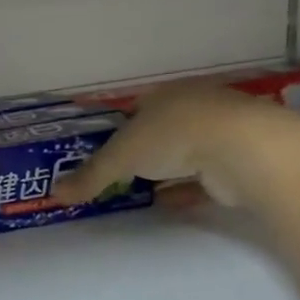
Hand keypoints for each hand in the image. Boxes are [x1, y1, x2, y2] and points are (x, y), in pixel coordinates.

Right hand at [48, 84, 299, 210]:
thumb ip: (90, 175)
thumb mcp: (120, 156)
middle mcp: (195, 107)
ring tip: (142, 191)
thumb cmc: (174, 136)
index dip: (119, 128)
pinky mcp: (240, 160)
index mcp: (165, 95)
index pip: (136, 108)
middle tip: (121, 173)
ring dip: (167, 171)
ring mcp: (222, 133)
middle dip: (144, 151)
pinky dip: (187, 190)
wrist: (245, 150)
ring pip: (187, 153)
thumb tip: (54, 194)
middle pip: (162, 130)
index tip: (106, 149)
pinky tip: (170, 204)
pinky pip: (206, 178)